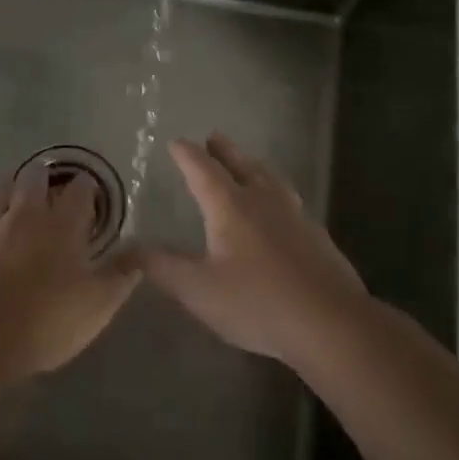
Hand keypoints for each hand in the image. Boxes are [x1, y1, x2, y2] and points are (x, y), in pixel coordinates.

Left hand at [0, 164, 139, 382]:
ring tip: (13, 196)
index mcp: (62, 225)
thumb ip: (121, 274)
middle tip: (47, 185)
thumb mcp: (98, 305)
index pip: (79, 191)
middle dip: (42, 176)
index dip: (85, 187)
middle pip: (33, 178)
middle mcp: (25, 214)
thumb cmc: (47, 321)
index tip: (89, 189)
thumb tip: (142, 250)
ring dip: (8, 190)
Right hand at [138, 133, 367, 365]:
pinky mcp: (317, 237)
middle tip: (214, 137)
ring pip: (271, 179)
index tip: (177, 142)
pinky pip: (291, 201)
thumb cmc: (257, 302)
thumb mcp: (198, 290)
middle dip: (224, 151)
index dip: (187, 155)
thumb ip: (161, 267)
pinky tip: (282, 209)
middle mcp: (263, 201)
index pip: (203, 170)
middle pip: (242, 165)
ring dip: (254, 166)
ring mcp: (295, 216)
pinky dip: (277, 193)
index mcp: (231, 206)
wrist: (331, 323)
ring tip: (249, 163)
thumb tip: (128, 248)